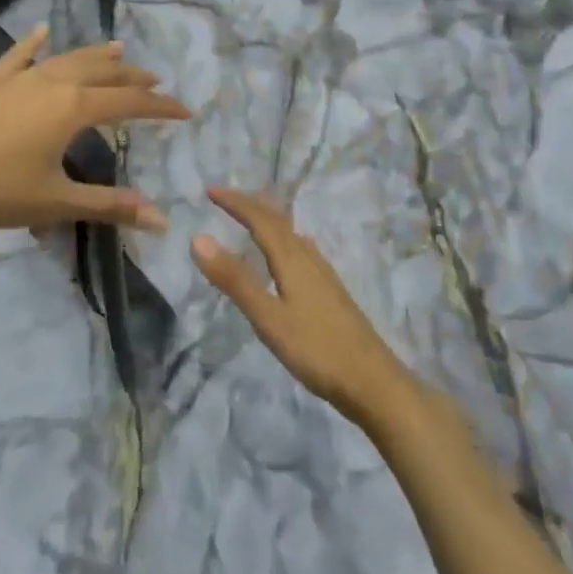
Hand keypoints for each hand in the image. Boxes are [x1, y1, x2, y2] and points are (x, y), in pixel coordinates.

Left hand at [0, 25, 190, 234]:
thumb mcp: (55, 202)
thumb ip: (109, 205)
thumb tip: (162, 219)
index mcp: (72, 109)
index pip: (129, 104)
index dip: (160, 107)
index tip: (185, 110)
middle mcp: (51, 82)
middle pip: (102, 73)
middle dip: (132, 77)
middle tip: (154, 81)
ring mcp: (17, 77)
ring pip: (66, 58)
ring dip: (95, 56)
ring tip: (118, 50)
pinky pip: (17, 55)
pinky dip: (34, 44)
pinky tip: (42, 31)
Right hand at [193, 188, 414, 425]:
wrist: (374, 382)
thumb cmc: (317, 350)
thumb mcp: (268, 318)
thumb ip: (235, 280)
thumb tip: (198, 238)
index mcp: (293, 260)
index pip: (261, 220)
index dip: (236, 203)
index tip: (210, 191)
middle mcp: (309, 259)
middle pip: (279, 222)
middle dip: (251, 205)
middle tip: (224, 197)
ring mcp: (324, 276)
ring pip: (293, 235)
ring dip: (269, 220)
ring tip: (252, 217)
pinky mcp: (332, 292)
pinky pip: (303, 251)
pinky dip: (285, 239)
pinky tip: (290, 254)